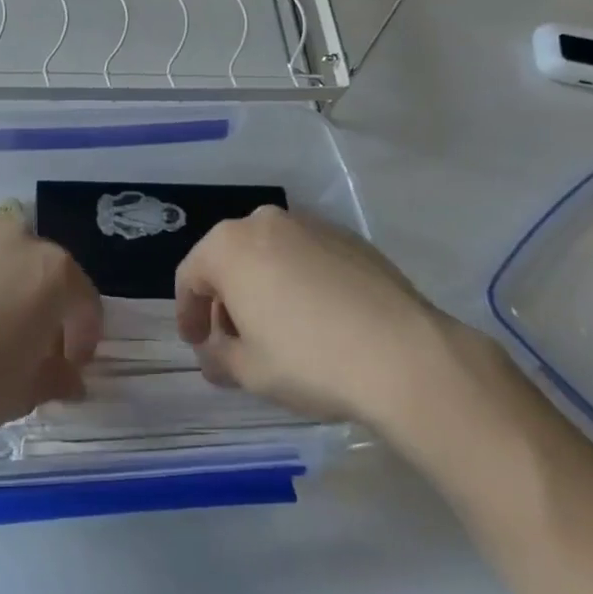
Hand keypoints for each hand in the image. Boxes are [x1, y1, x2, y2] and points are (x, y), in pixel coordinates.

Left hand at [0, 219, 101, 453]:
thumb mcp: (27, 391)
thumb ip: (59, 377)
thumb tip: (71, 378)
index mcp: (52, 270)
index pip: (84, 303)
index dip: (83, 338)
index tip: (71, 367)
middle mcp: (16, 238)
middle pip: (46, 272)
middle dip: (48, 307)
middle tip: (36, 347)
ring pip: (7, 259)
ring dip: (12, 287)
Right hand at [174, 206, 447, 426]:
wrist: (404, 356)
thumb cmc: (308, 360)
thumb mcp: (248, 371)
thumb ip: (218, 357)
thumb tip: (214, 354)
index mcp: (229, 246)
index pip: (191, 276)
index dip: (188, 313)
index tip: (196, 343)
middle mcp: (265, 222)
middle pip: (230, 259)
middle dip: (226, 298)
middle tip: (234, 339)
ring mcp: (311, 225)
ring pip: (270, 254)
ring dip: (263, 286)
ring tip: (278, 329)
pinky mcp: (350, 238)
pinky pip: (307, 256)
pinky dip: (299, 280)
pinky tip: (318, 318)